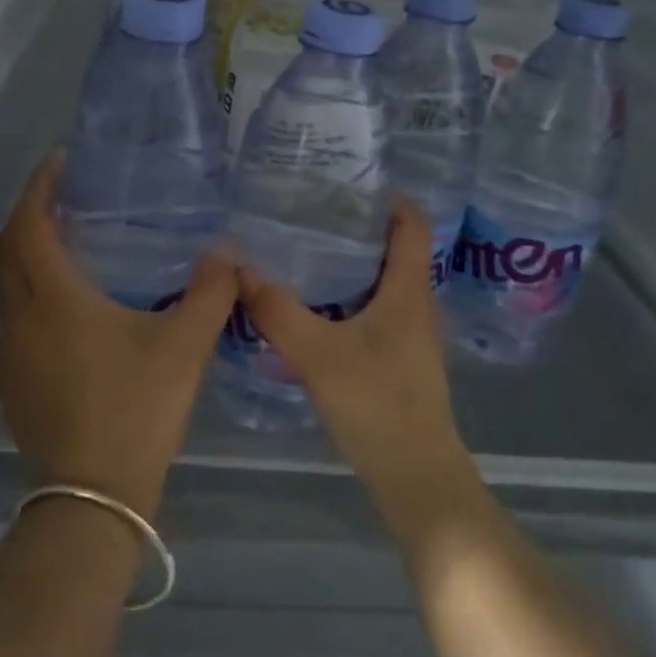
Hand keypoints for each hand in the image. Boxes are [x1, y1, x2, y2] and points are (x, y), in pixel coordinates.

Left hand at [0, 153, 238, 518]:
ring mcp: (10, 353)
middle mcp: (20, 317)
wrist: (95, 496)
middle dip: (31, 212)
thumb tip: (227, 250)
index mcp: (53, 298)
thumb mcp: (184, 346)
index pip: (29, 224)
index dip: (39, 187)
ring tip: (69, 240)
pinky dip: (32, 290)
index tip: (59, 161)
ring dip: (28, 252)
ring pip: (9, 284)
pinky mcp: (13, 381)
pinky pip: (15, 316)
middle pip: (10, 247)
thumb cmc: (137, 409)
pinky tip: (68, 305)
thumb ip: (210, 291)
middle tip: (66, 194)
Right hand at [236, 198, 470, 498]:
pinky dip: (347, 295)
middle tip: (310, 210)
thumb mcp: (318, 355)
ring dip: (350, 262)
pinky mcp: (398, 358)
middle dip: (357, 226)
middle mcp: (415, 304)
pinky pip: (373, 309)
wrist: (415, 476)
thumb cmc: (377, 405)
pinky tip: (312, 304)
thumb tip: (240, 268)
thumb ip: (277, 311)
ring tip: (304, 249)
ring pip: (382, 281)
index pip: (412, 225)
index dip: (389, 198)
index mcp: (408, 291)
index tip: (349, 180)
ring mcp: (409, 333)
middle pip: (394, 249)